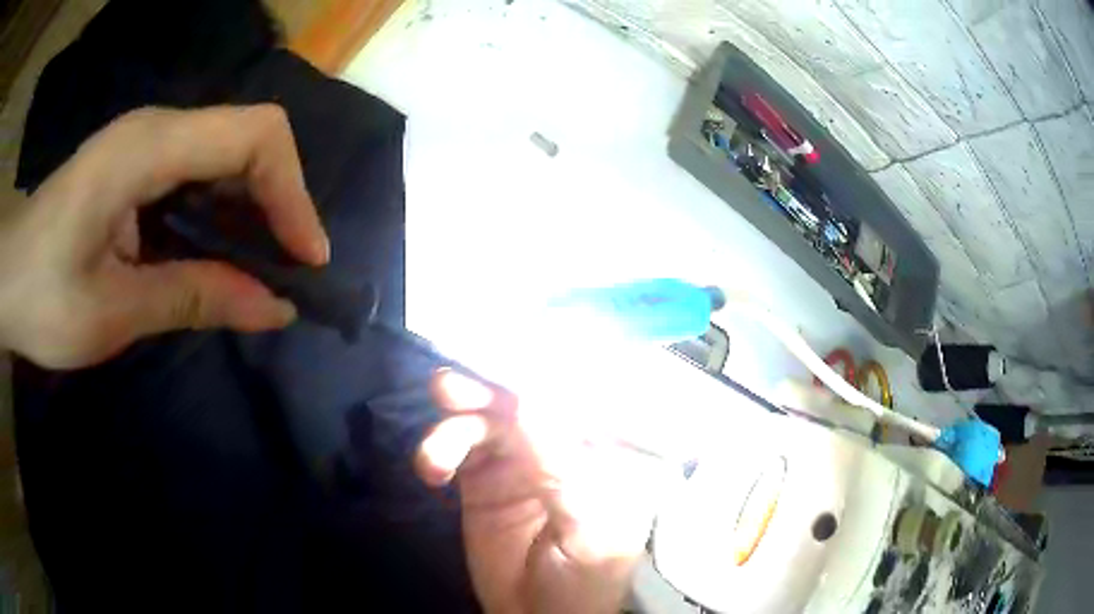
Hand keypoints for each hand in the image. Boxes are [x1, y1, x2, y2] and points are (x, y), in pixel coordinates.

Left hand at [0, 105, 328, 368]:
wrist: (7, 279)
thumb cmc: (42, 297)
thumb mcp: (113, 312)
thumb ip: (193, 299)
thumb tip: (274, 308)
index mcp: (147, 148)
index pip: (254, 136)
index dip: (291, 191)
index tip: (304, 258)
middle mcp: (155, 129)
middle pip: (248, 137)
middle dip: (279, 200)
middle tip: (288, 269)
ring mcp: (145, 143)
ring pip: (225, 153)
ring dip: (251, 208)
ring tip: (260, 267)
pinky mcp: (135, 164)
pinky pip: (197, 171)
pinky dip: (220, 211)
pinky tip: (216, 252)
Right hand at [416, 369, 671, 613]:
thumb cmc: (583, 581)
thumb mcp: (586, 531)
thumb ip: (560, 469)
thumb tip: (529, 400)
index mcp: (604, 451)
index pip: (581, 394)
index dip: (546, 367)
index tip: (508, 341)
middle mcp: (562, 445)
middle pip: (525, 398)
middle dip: (488, 385)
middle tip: (450, 387)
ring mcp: (519, 459)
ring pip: (486, 416)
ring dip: (456, 418)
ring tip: (436, 453)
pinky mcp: (482, 477)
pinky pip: (457, 444)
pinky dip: (439, 448)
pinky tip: (431, 470)